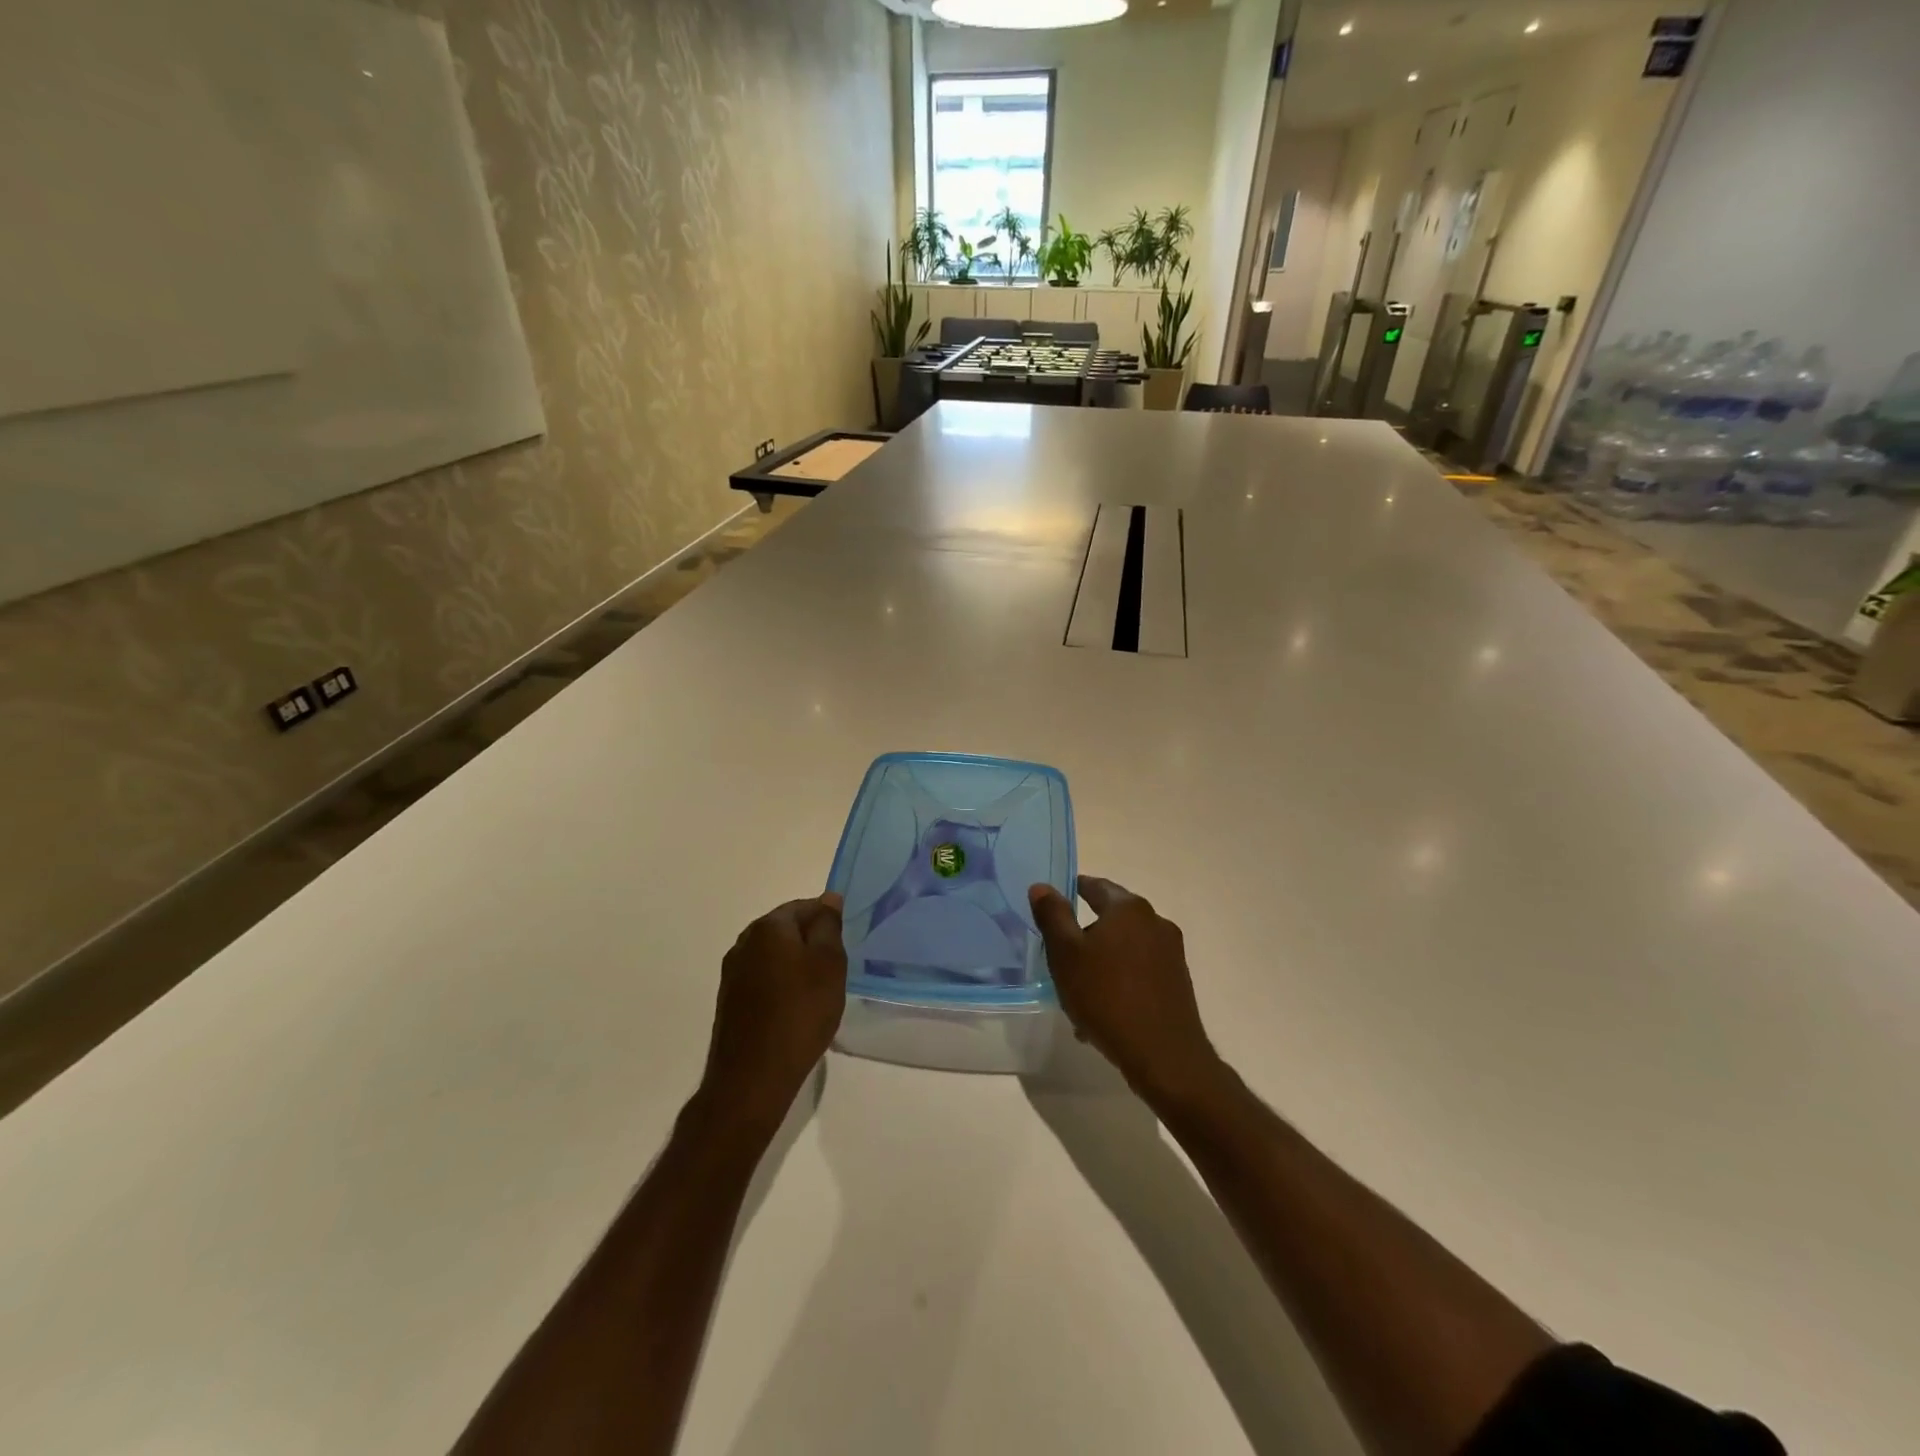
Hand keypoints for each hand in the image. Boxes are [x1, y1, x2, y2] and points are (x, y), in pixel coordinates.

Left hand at [699, 894, 846, 1135]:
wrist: (752, 1078)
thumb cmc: (800, 1013)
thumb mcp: (829, 964)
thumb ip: (828, 926)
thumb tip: (828, 899)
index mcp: (768, 927)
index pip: (804, 906)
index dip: (828, 920)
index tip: (846, 943)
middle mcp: (744, 943)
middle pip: (786, 929)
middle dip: (812, 942)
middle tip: (836, 967)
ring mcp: (732, 973)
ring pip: (774, 955)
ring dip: (796, 965)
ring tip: (819, 990)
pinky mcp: (730, 1001)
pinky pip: (763, 979)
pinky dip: (781, 986)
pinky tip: (796, 1009)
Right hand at [1028, 876, 1223, 1105]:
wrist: (1164, 1055)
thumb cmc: (1107, 996)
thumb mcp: (1066, 954)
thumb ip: (1052, 916)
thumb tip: (1041, 887)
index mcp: (1128, 908)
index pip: (1095, 886)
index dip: (1072, 891)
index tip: (1053, 904)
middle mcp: (1155, 922)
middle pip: (1111, 918)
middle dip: (1085, 934)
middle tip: (1060, 955)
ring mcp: (1171, 953)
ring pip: (1124, 949)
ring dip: (1101, 962)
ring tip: (1078, 993)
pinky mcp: (1178, 982)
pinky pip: (1139, 972)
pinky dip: (1119, 981)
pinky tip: (1102, 1012)